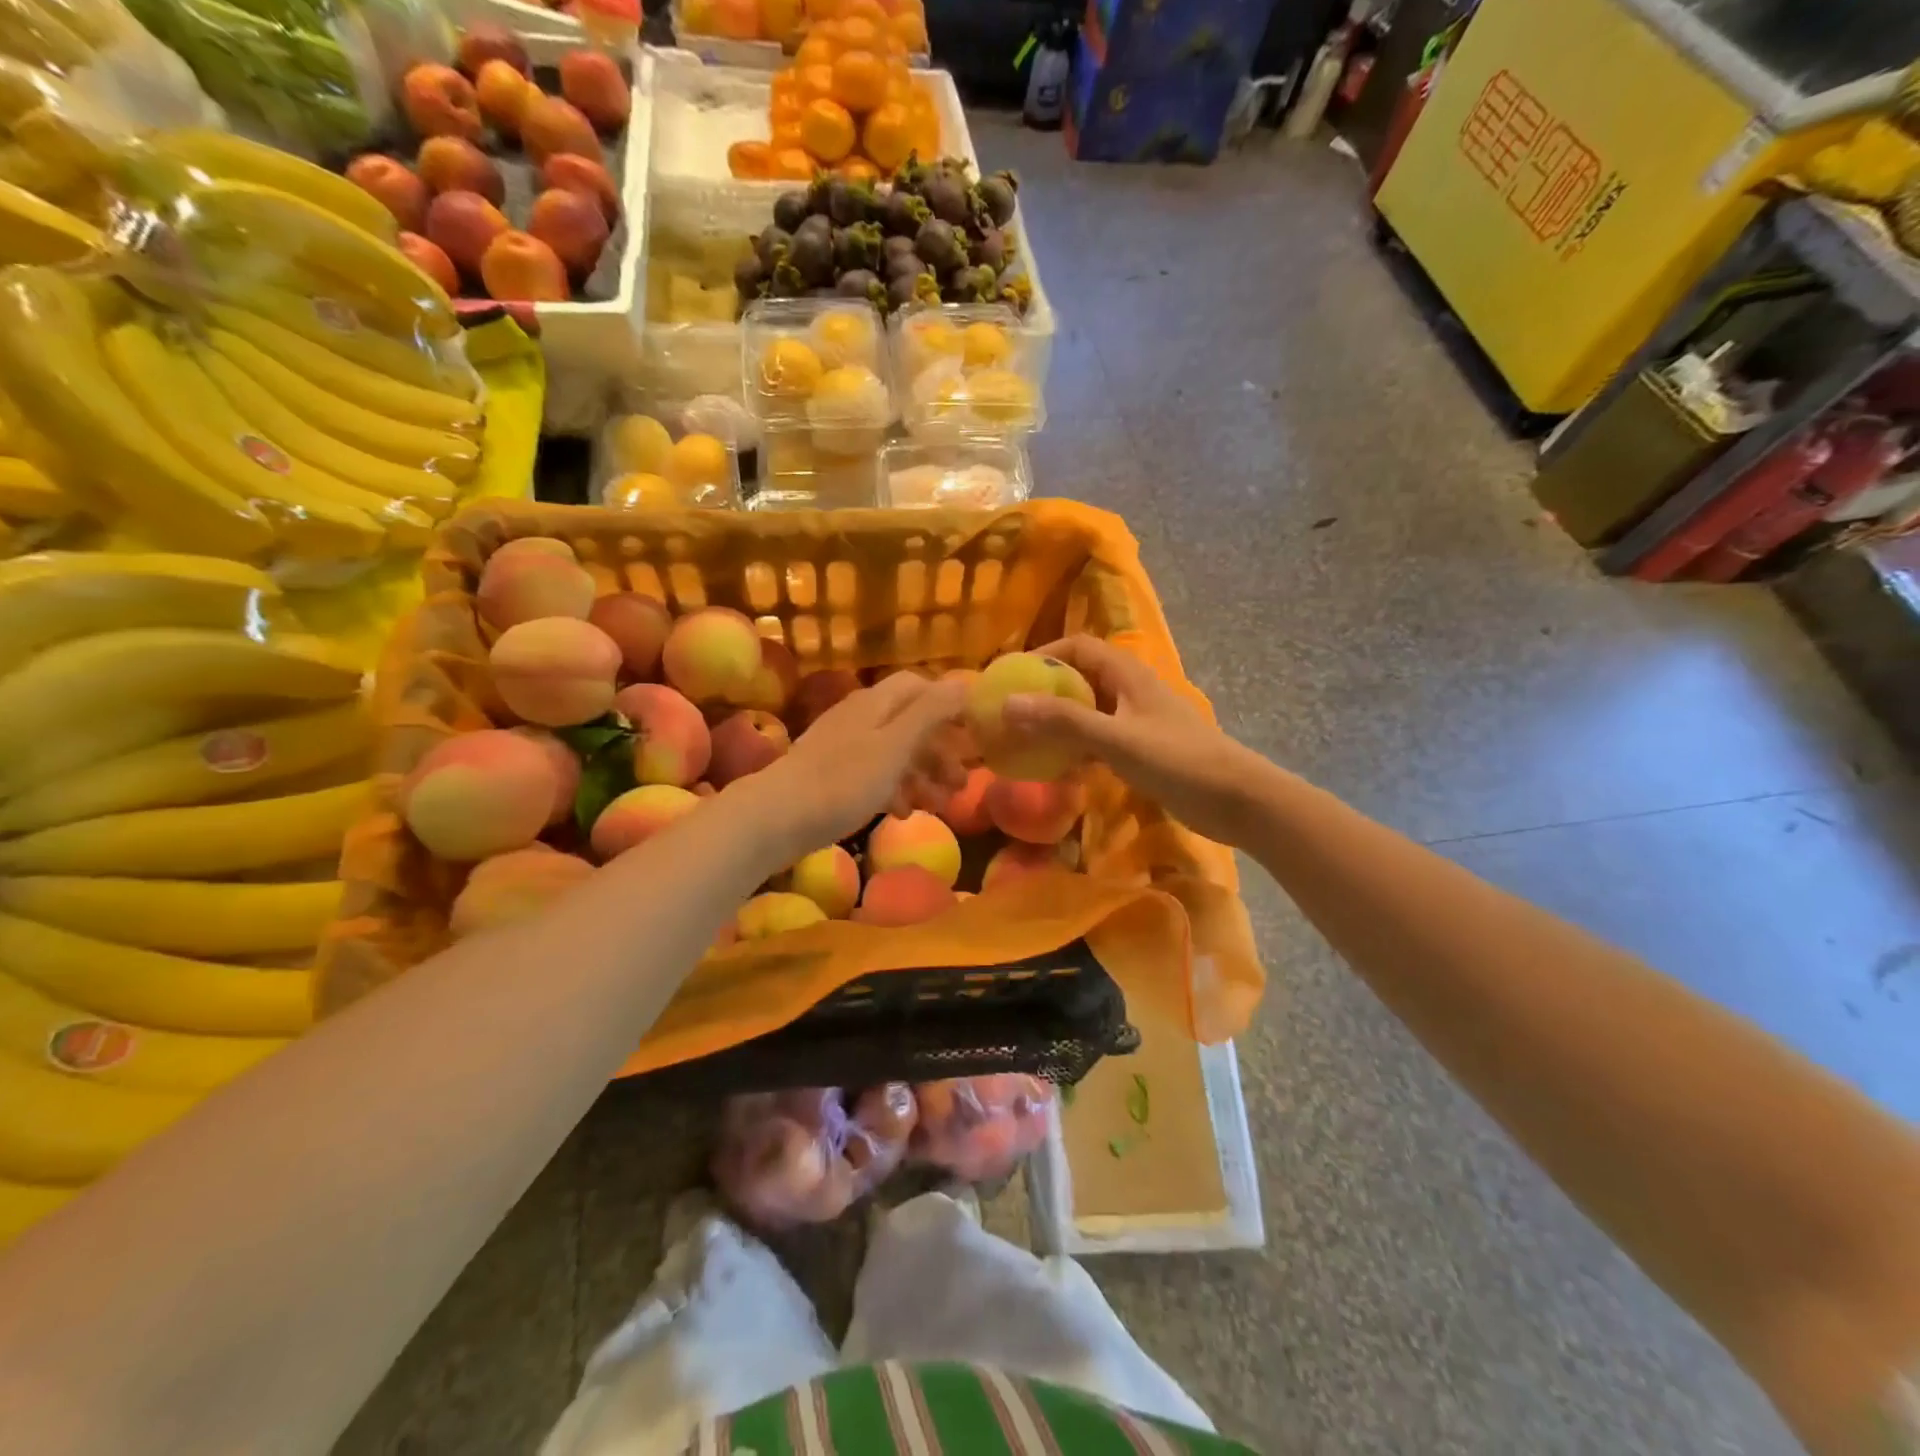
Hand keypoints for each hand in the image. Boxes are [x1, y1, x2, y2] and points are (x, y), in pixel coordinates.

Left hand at [749, 671, 968, 855]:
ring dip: (922, 774)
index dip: (949, 705)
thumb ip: (930, 712)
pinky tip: (903, 814)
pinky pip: (874, 775)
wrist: (776, 817)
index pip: (920, 686)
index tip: (974, 733)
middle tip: (963, 782)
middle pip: (910, 722)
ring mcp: (844, 747)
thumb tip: (964, 680)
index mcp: (876, 703)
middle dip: (940, 750)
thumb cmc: (843, 781)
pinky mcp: (832, 776)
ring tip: (942, 804)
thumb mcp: (895, 746)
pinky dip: (894, 789)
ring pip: (894, 752)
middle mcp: (861, 717)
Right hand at [999, 636, 1264, 845]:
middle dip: (1046, 691)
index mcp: (1127, 674)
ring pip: (1089, 711)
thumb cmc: (1178, 760)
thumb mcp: (1115, 739)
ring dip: (1059, 722)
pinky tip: (1059, 768)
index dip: (1043, 654)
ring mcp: (1138, 721)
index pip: (1078, 646)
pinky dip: (1077, 748)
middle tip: (1012, 713)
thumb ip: (1063, 721)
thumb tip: (1007, 704)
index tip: (1011, 676)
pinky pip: (1100, 740)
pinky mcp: (1143, 750)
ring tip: (1026, 740)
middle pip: (1081, 678)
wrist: (1237, 799)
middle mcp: (1131, 690)